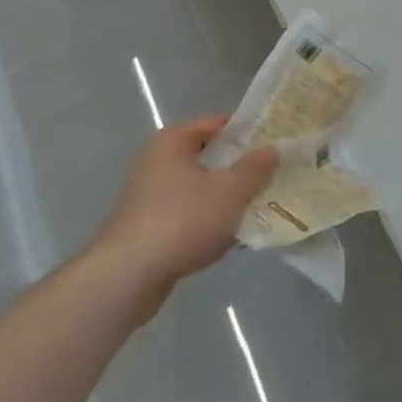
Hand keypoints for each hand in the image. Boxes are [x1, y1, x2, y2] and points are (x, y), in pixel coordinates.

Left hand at [92, 116, 277, 304]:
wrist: (126, 278)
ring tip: (259, 209)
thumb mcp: (230, 191)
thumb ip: (255, 168)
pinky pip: (188, 216)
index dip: (248, 131)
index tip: (275, 143)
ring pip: (200, 189)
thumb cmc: (181, 220)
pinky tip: (232, 239)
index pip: (218, 123)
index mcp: (174, 141)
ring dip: (226, 199)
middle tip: (273, 177)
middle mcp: (159, 161)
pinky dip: (209, 223)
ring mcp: (151, 196)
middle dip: (240, 169)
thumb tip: (273, 149)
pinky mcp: (149, 228)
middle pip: (210, 157)